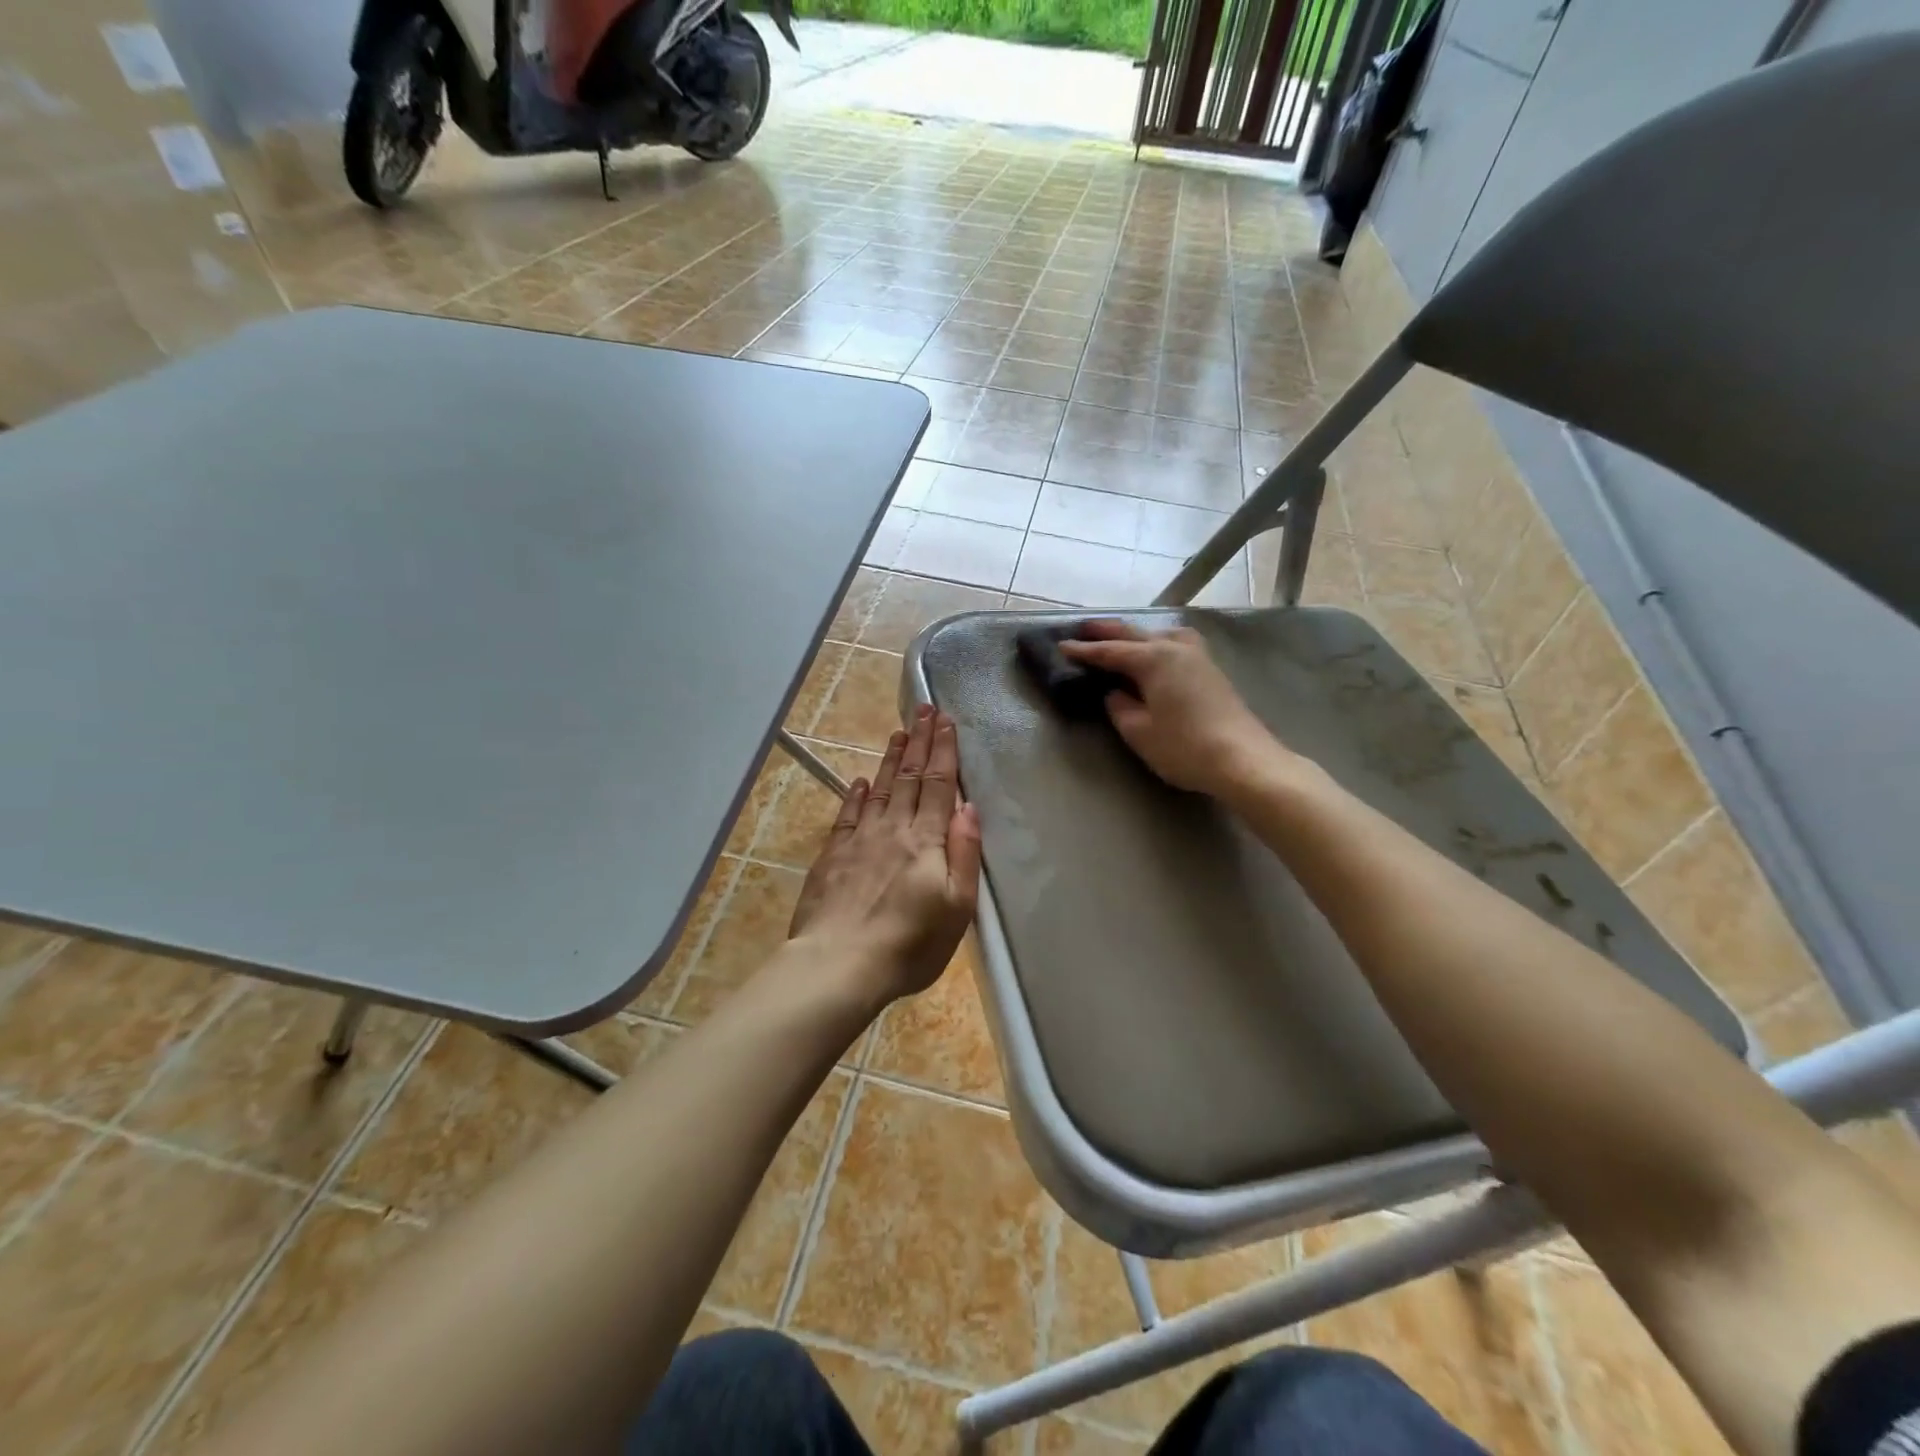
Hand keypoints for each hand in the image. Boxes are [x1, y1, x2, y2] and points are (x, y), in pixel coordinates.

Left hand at [788, 706, 981, 1003]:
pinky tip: (862, 781)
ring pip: (881, 788)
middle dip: (920, 741)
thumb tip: (969, 807)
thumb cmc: (909, 944)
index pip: (940, 785)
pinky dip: (857, 794)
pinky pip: (848, 814)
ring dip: (892, 759)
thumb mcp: (956, 907)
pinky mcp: (833, 855)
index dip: (944, 751)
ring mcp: (859, 839)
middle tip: (925, 709)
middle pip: (910, 777)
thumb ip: (963, 853)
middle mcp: (893, 829)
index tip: (946, 721)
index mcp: (927, 841)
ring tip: (899, 733)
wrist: (839, 964)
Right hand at [1060, 620, 1285, 797]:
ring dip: (1137, 634)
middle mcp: (1175, 648)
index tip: (1062, 645)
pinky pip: (1176, 644)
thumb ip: (1120, 707)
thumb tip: (1115, 694)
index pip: (1110, 651)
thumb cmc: (1184, 746)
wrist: (1243, 760)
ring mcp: (1198, 657)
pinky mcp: (1211, 670)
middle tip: (1083, 629)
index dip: (1084, 650)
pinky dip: (1158, 642)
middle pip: (1135, 634)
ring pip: (1160, 634)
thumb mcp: (1139, 731)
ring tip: (1120, 638)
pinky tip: (1157, 652)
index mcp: (1154, 658)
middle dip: (1107, 632)